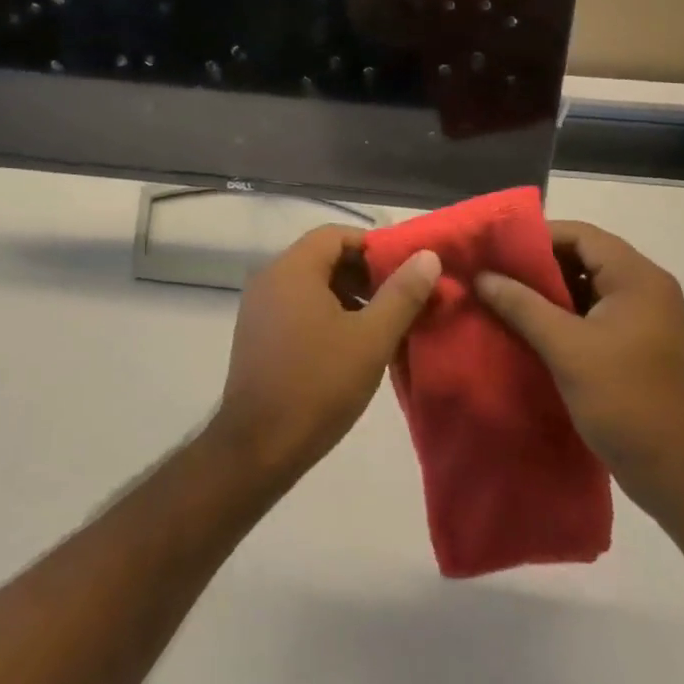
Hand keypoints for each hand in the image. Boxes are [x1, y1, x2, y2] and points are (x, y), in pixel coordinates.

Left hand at [209, 225, 440, 486]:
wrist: (257, 448)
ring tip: (378, 324)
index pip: (337, 235)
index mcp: (293, 268)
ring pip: (310, 284)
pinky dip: (323, 313)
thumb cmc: (318, 385)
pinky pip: (295, 306)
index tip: (403, 272)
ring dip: (345, 295)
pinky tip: (347, 345)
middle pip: (323, 257)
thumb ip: (402, 294)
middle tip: (397, 300)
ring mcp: (258, 307)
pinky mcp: (256, 334)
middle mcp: (270, 277)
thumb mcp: (371, 339)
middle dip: (362, 273)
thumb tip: (428, 257)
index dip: (373, 247)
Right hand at [476, 221, 683, 516]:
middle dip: (540, 263)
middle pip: (584, 255)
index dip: (538, 237)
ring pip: (587, 284)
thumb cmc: (624, 400)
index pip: (581, 234)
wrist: (677, 475)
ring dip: (550, 289)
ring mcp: (644, 315)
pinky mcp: (638, 341)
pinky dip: (564, 312)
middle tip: (497, 272)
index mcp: (637, 277)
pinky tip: (531, 325)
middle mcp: (646, 287)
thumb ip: (521, 305)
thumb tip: (481, 276)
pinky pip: (594, 310)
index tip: (498, 250)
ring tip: (506, 296)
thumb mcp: (565, 348)